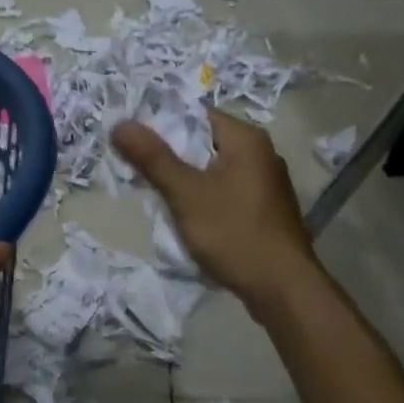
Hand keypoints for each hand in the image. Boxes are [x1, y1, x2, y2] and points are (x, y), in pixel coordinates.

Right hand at [113, 110, 320, 318]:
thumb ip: (153, 158)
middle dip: (168, 153)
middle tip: (133, 164)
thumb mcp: (186, 193)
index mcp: (246, 139)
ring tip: (151, 189)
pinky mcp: (263, 209)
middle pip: (203, 141)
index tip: (130, 136)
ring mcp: (264, 183)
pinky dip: (202, 195)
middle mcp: (260, 153)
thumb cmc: (234, 232)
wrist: (283, 288)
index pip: (196, 114)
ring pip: (212, 168)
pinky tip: (183, 214)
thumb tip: (120, 124)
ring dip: (184, 177)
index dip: (160, 121)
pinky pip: (224, 190)